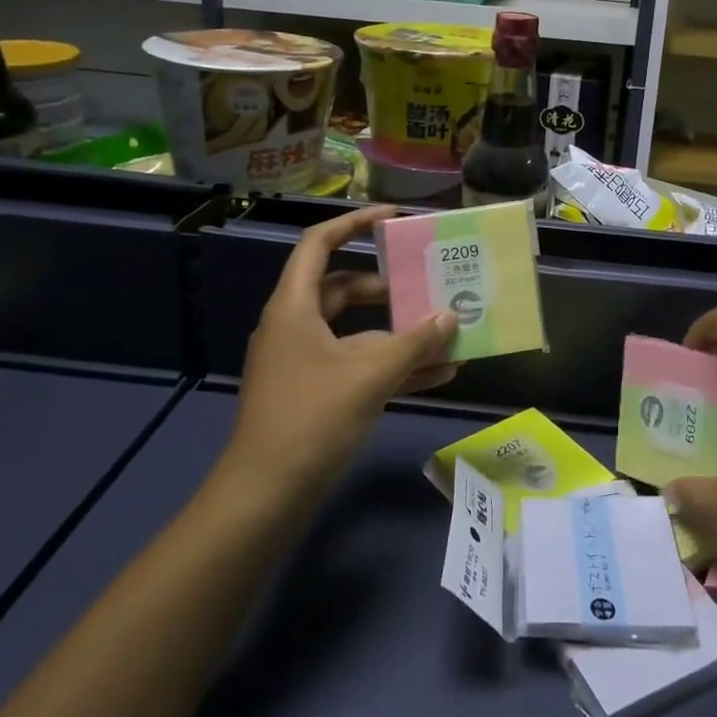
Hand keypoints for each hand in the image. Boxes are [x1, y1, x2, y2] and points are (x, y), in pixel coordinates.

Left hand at [215, 205, 457, 507]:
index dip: (355, 223)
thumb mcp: (370, 375)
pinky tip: (438, 374)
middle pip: (345, 288)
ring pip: (358, 331)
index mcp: (295, 307)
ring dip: (400, 333)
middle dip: (389, 287)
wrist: (264, 497)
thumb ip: (415, 343)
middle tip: (428, 282)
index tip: (395, 219)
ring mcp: (306, 361)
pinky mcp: (317, 392)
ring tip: (447, 332)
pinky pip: (359, 365)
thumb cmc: (311, 420)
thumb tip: (452, 316)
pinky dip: (393, 365)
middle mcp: (297, 326)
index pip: (319, 244)